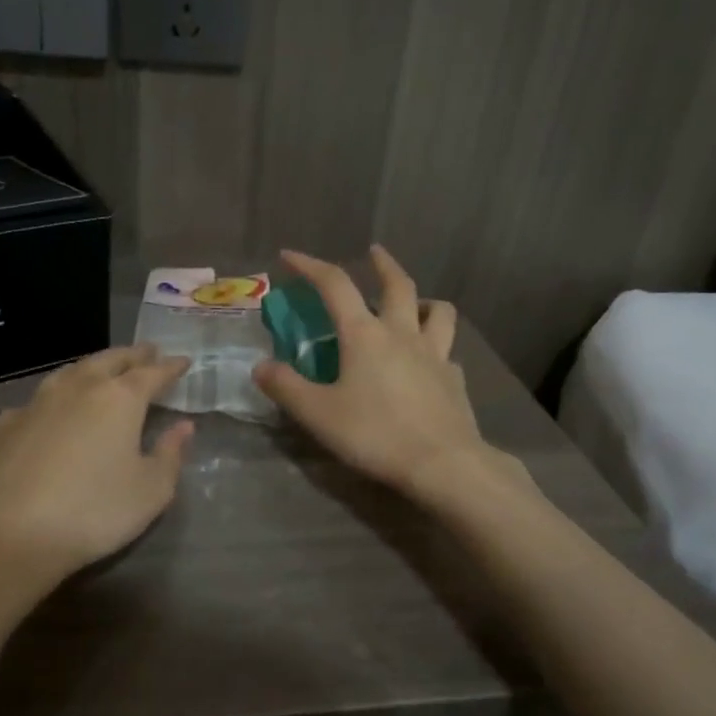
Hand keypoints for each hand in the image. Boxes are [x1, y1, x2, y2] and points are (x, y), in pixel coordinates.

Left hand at [0, 346, 194, 580]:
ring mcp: (37, 403)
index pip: (152, 373)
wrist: (10, 535)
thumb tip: (183, 426)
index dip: (170, 367)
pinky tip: (55, 409)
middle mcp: (78, 388)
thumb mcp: (151, 491)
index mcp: (120, 399)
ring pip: (72, 371)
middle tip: (147, 352)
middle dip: (133, 355)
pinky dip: (57, 396)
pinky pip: (40, 399)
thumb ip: (171, 454)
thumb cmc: (94, 512)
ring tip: (105, 369)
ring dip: (94, 366)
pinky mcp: (6, 424)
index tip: (183, 361)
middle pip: (110, 360)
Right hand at [253, 247, 510, 501]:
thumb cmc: (375, 434)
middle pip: (398, 285)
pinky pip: (446, 351)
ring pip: (438, 311)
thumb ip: (287, 387)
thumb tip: (261, 366)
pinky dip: (436, 347)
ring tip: (413, 304)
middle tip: (374, 252)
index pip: (335, 285)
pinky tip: (428, 362)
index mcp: (365, 335)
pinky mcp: (454, 379)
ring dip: (423, 299)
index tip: (290, 256)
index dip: (310, 266)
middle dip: (383, 264)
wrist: (442, 463)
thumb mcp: (318, 414)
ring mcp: (435, 354)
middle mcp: (402, 334)